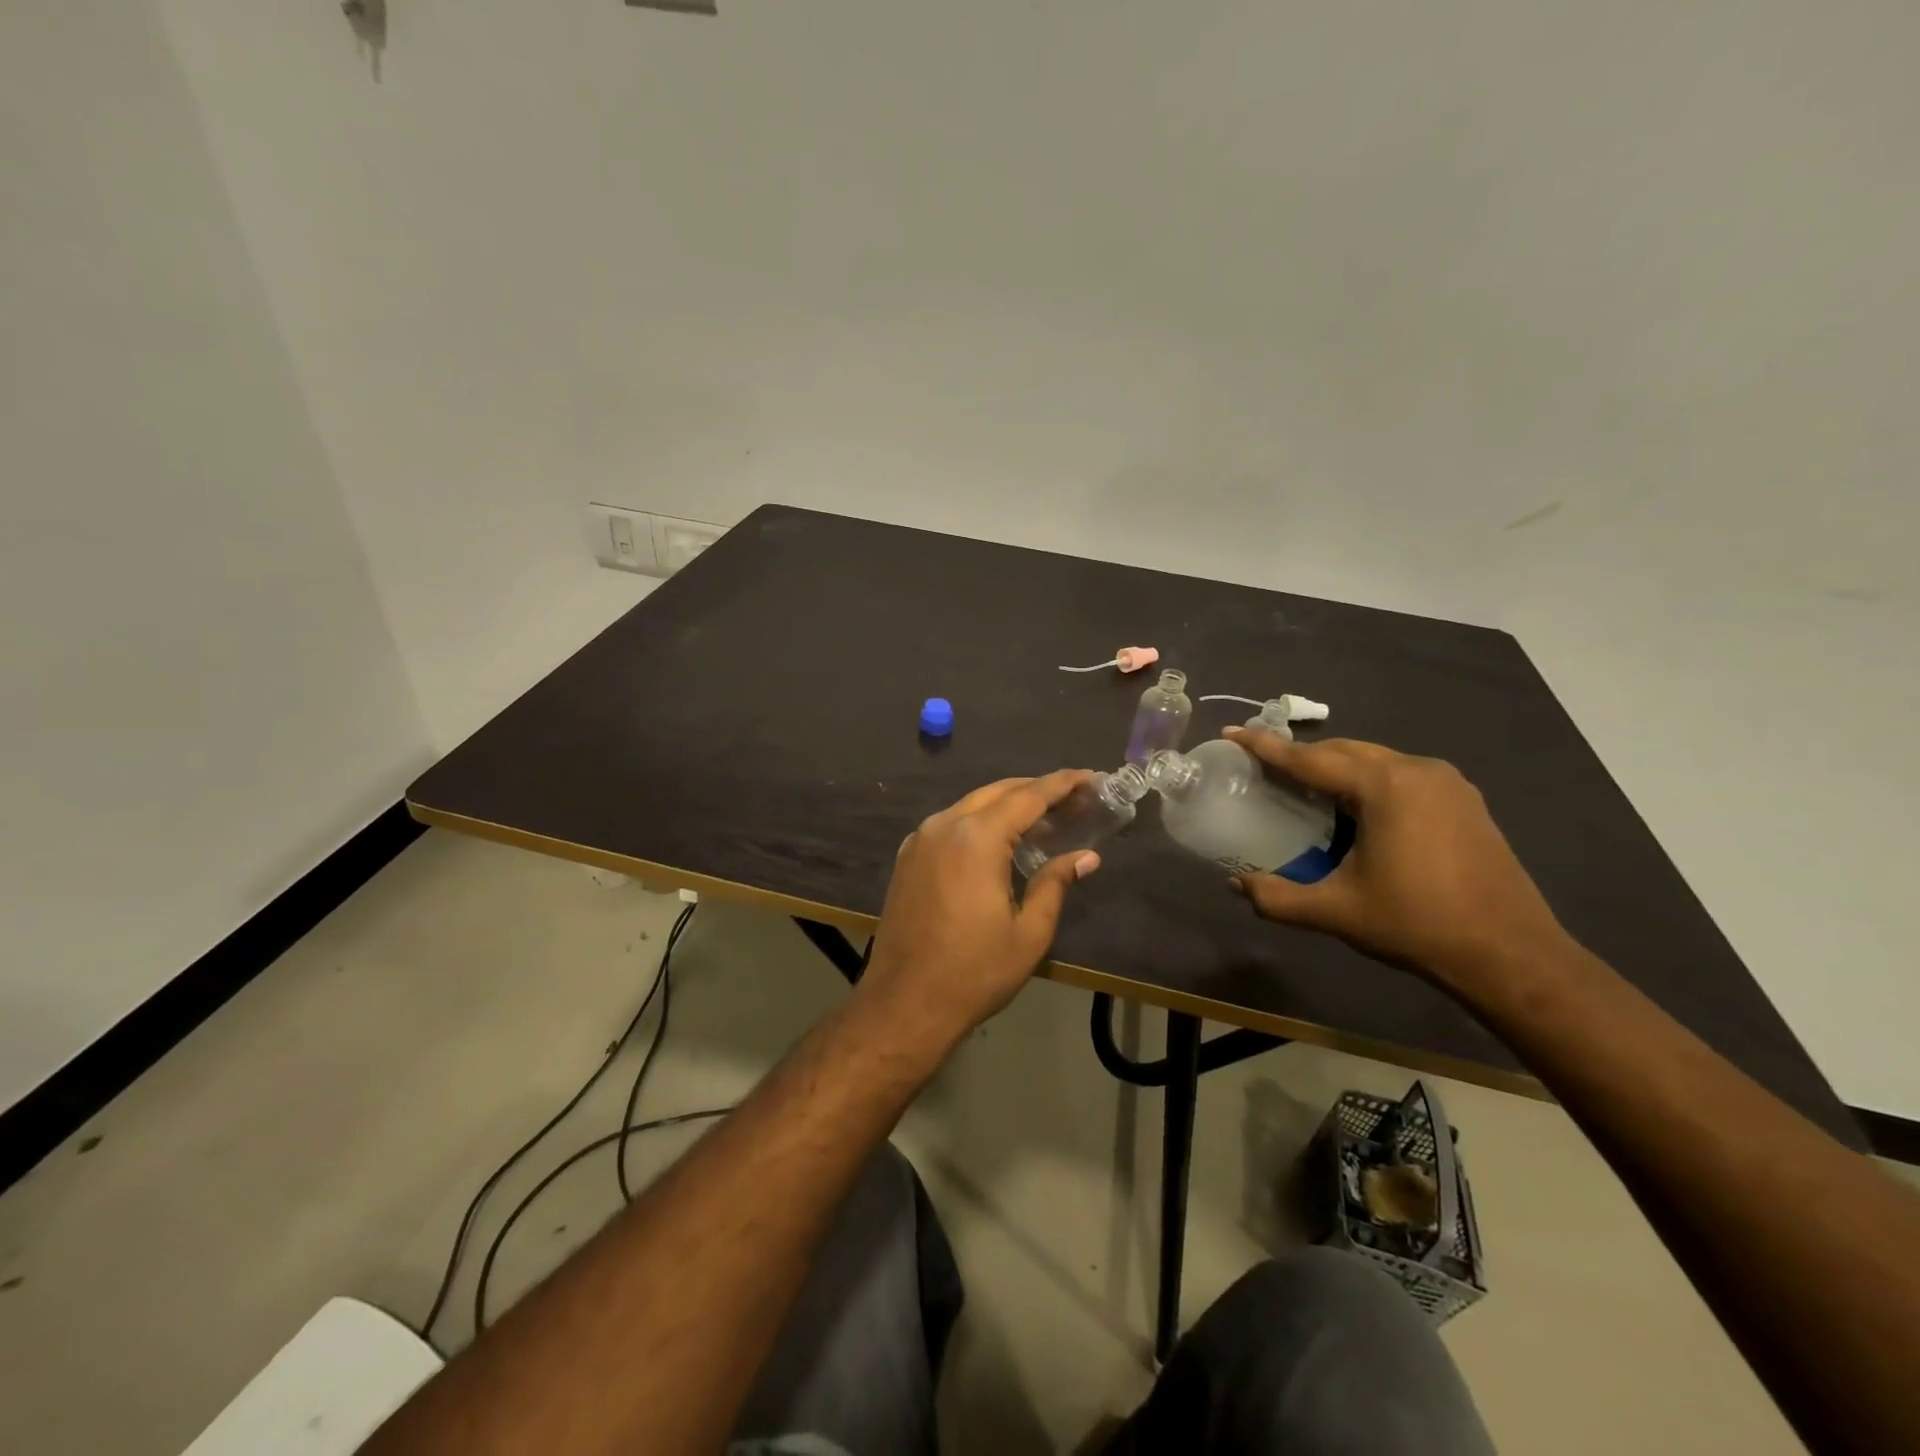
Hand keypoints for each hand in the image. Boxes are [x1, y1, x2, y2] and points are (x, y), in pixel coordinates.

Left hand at [860, 771, 1101, 1051]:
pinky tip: (1000, 841)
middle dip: (1036, 790)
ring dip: (1008, 805)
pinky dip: (980, 822)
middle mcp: (945, 826)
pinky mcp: (908, 857)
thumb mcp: (1028, 932)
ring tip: (1044, 819)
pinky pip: (951, 824)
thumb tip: (1087, 856)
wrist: (904, 1004)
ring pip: (972, 805)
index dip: (1062, 784)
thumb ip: (1056, 884)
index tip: (1090, 777)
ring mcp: (920, 840)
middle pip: (998, 792)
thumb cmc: (974, 972)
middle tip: (1074, 799)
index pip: (1028, 796)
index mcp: (977, 839)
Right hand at [1223, 728, 1571, 993]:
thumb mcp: (1337, 912)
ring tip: (1304, 788)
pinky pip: (1401, 775)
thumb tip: (1236, 884)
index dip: (1266, 747)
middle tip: (1264, 767)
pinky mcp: (1465, 801)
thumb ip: (1277, 897)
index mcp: (1384, 786)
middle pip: (1344, 750)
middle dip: (1302, 755)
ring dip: (1335, 767)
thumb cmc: (1417, 925)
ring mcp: (1448, 783)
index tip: (1233, 732)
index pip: (1311, 759)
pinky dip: (1367, 780)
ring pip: (1374, 760)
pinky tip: (1355, 808)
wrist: (1511, 955)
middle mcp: (1417, 770)